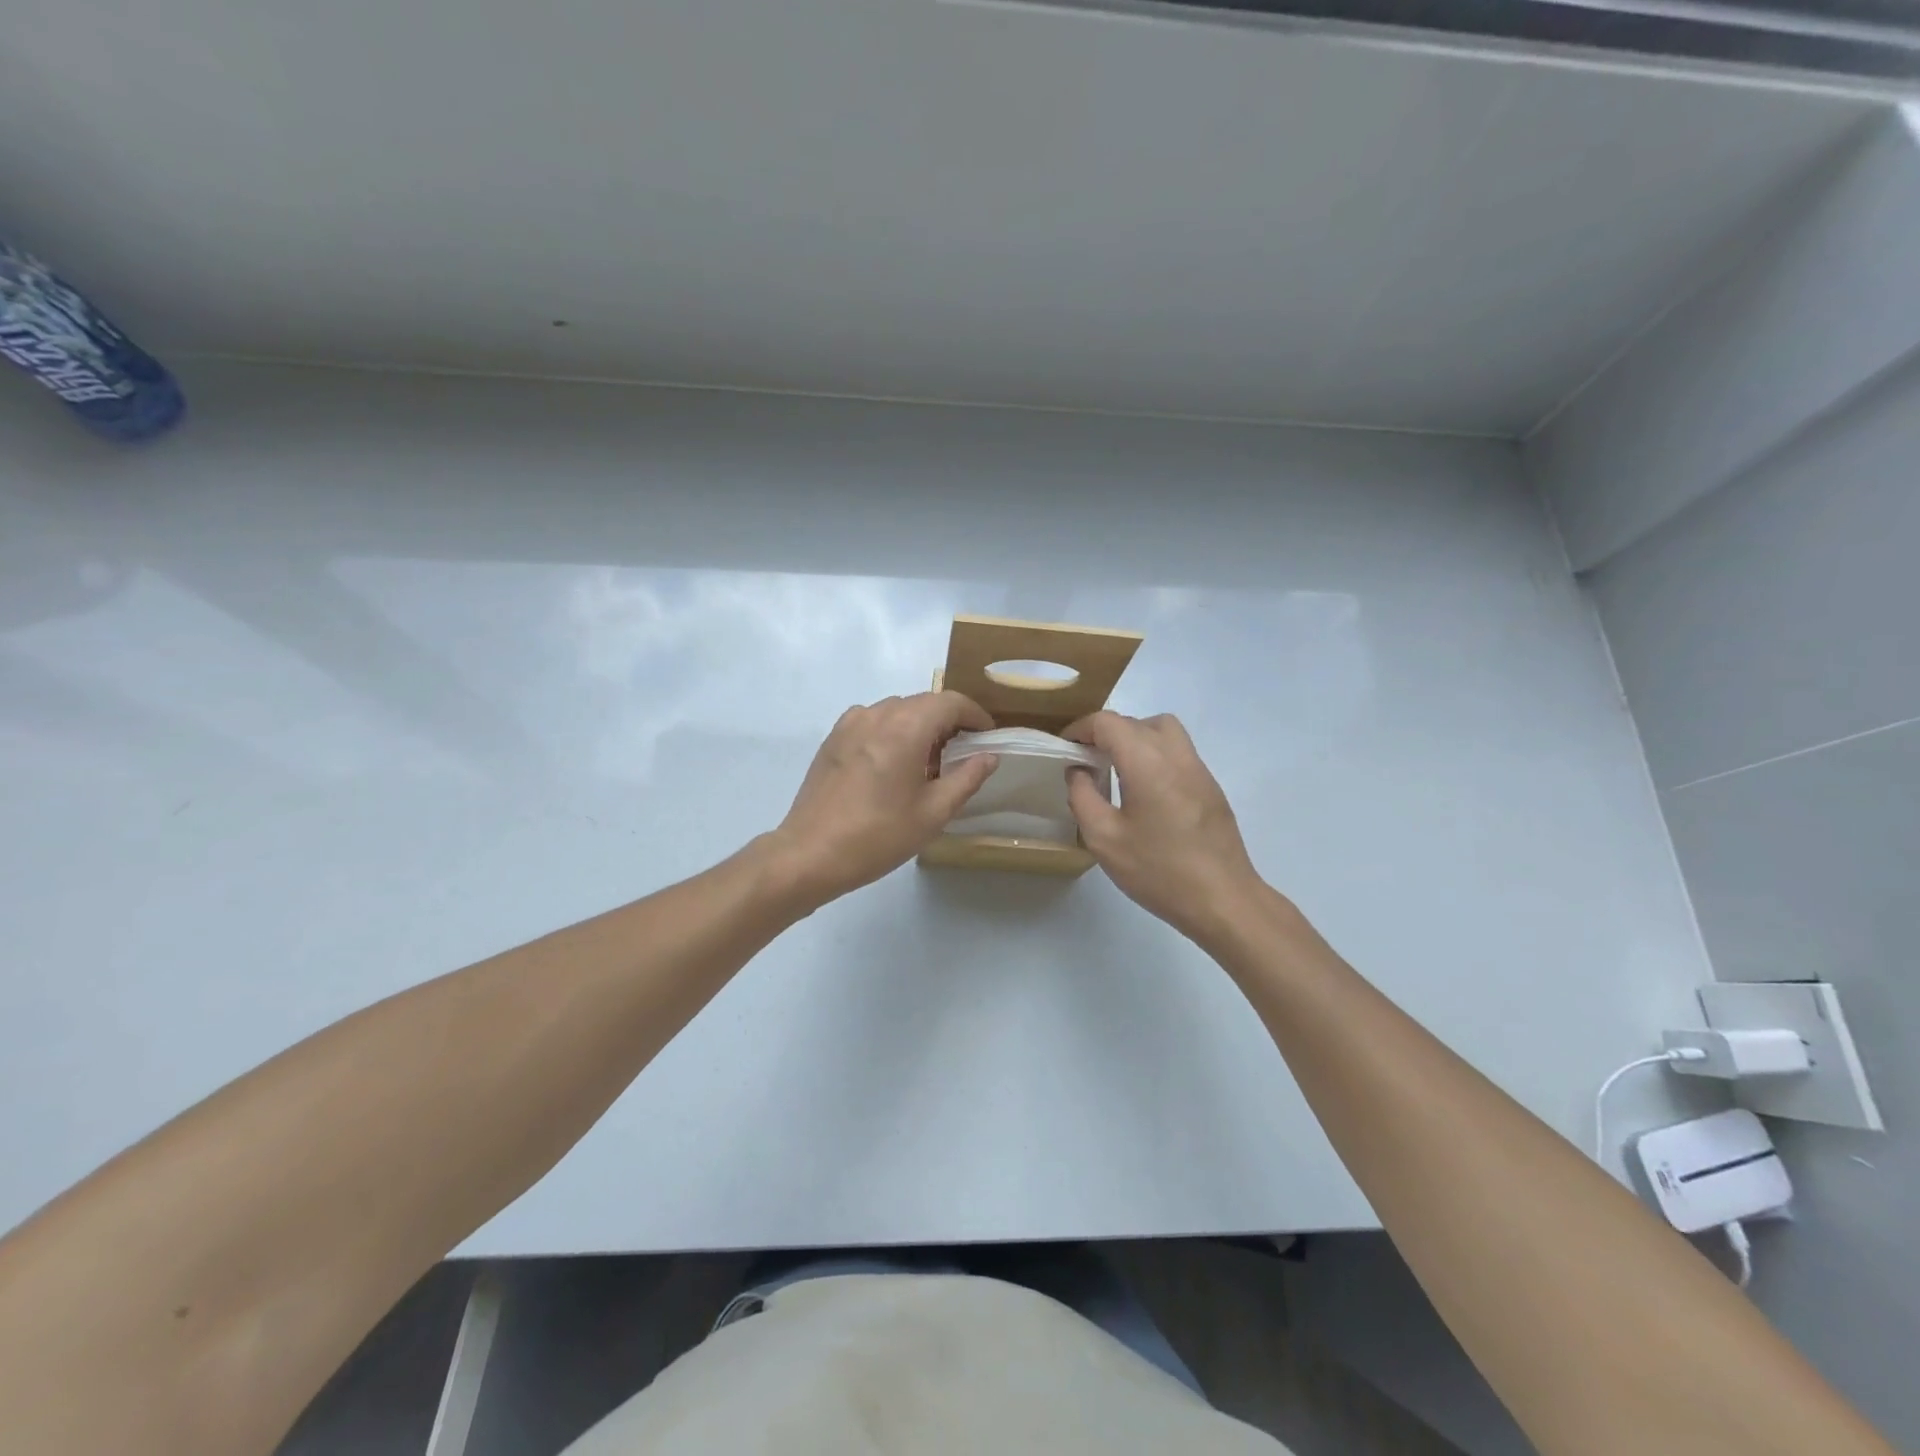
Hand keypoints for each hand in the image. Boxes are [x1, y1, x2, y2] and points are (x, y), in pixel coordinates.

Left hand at [770, 691, 997, 906]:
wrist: (810, 853)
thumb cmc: (879, 835)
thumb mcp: (934, 812)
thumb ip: (967, 778)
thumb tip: (988, 756)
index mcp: (905, 727)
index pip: (951, 702)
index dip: (975, 715)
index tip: (987, 735)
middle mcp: (877, 714)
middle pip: (924, 702)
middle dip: (949, 720)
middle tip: (963, 753)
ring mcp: (850, 724)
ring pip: (897, 710)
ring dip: (920, 725)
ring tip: (929, 761)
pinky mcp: (833, 738)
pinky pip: (873, 721)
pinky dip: (892, 730)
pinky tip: (893, 763)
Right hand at [1064, 712, 1267, 942]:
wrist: (1223, 900)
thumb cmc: (1159, 871)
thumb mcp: (1104, 839)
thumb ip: (1082, 797)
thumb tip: (1078, 771)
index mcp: (1147, 762)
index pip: (1108, 723)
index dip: (1081, 729)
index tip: (1064, 748)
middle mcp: (1176, 755)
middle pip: (1135, 722)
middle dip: (1105, 733)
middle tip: (1085, 761)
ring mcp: (1198, 769)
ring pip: (1162, 731)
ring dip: (1134, 738)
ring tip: (1116, 769)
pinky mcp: (1210, 786)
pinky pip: (1178, 752)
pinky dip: (1154, 755)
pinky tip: (1144, 791)